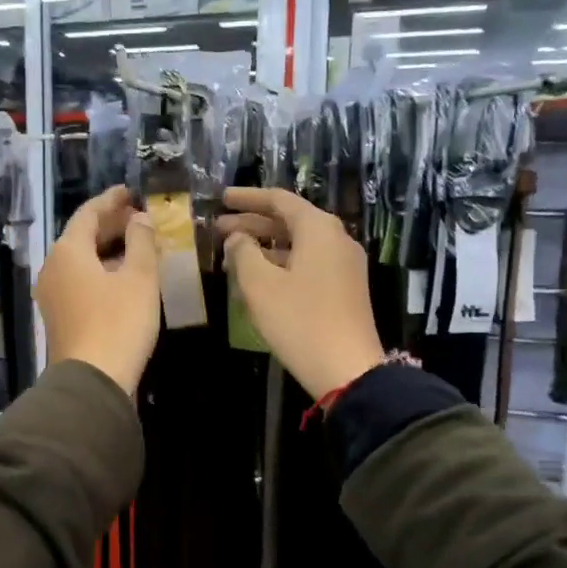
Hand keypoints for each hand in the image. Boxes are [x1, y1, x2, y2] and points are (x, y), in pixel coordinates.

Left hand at [36, 185, 159, 395]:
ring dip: (107, 249)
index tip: (130, 191)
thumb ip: (141, 241)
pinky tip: (123, 278)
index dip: (111, 200)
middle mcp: (53, 268)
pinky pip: (79, 281)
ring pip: (81, 260)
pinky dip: (101, 271)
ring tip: (137, 245)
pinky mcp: (59, 316)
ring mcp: (52, 294)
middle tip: (139, 217)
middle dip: (110, 225)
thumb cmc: (118, 323)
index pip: (88, 213)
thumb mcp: (139, 278)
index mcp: (68, 251)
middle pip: (81, 236)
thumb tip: (139, 218)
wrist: (92, 381)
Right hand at [219, 187, 384, 400]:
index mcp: (319, 229)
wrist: (347, 369)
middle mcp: (336, 239)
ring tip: (232, 254)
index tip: (222, 199)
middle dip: (253, 223)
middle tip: (219, 228)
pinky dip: (281, 264)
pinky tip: (258, 278)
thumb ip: (243, 252)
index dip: (247, 198)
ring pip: (298, 244)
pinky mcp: (344, 288)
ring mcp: (344, 265)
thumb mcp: (260, 285)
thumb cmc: (299, 320)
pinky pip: (308, 263)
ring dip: (265, 246)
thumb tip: (238, 238)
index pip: (279, 200)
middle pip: (290, 221)